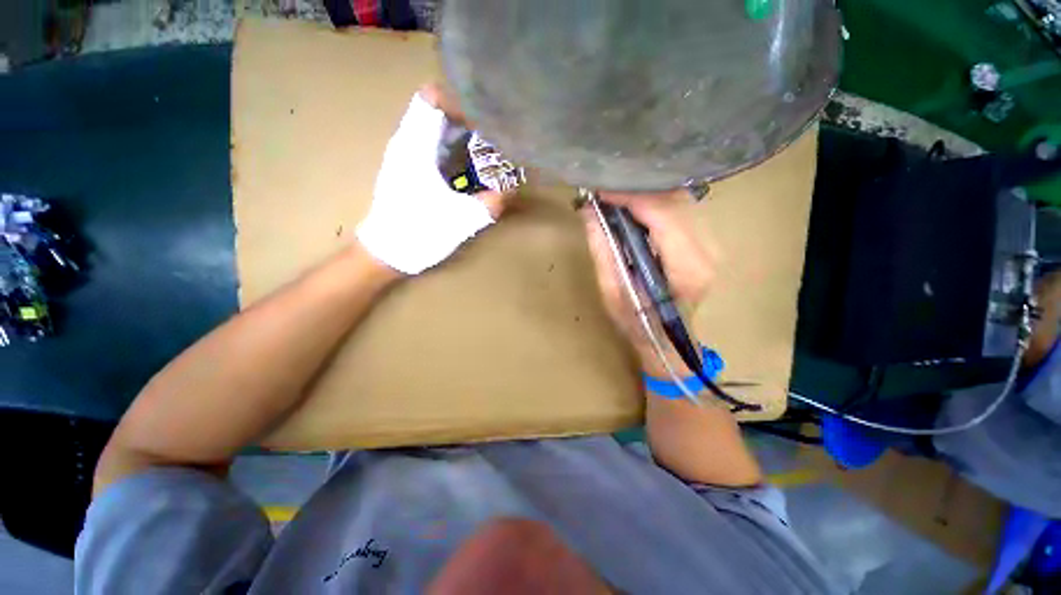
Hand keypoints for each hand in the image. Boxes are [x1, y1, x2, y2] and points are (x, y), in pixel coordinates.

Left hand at [356, 87, 508, 274]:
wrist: (387, 253)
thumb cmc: (420, 233)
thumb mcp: (461, 220)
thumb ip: (489, 203)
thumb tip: (510, 189)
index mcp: (415, 146)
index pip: (432, 97)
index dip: (460, 102)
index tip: (483, 120)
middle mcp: (405, 143)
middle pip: (436, 111)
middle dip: (466, 120)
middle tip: (491, 140)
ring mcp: (403, 156)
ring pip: (432, 129)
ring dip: (459, 136)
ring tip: (483, 154)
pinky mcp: (405, 170)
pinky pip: (430, 146)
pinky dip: (450, 151)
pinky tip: (465, 171)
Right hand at [580, 190, 715, 375]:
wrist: (667, 339)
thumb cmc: (638, 323)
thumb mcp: (613, 291)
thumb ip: (603, 250)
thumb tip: (590, 212)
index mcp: (686, 268)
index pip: (664, 215)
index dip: (632, 197)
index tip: (602, 191)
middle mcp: (707, 252)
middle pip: (676, 202)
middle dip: (638, 192)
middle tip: (606, 193)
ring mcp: (711, 246)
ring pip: (680, 202)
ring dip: (647, 196)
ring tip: (617, 199)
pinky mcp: (705, 244)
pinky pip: (681, 211)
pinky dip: (656, 204)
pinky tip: (635, 209)